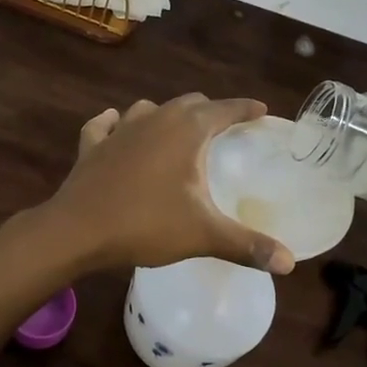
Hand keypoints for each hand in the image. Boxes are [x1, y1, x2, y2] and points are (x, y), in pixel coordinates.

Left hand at [44, 94, 295, 275]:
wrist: (77, 230)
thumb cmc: (145, 224)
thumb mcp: (203, 235)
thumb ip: (247, 245)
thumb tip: (289, 263)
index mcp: (186, 130)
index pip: (224, 109)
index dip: (245, 109)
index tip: (261, 111)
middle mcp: (155, 119)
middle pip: (189, 103)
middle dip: (210, 111)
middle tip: (224, 129)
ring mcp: (119, 129)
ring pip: (148, 109)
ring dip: (165, 116)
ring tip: (176, 132)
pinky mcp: (92, 145)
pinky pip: (105, 125)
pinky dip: (114, 123)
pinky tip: (115, 125)